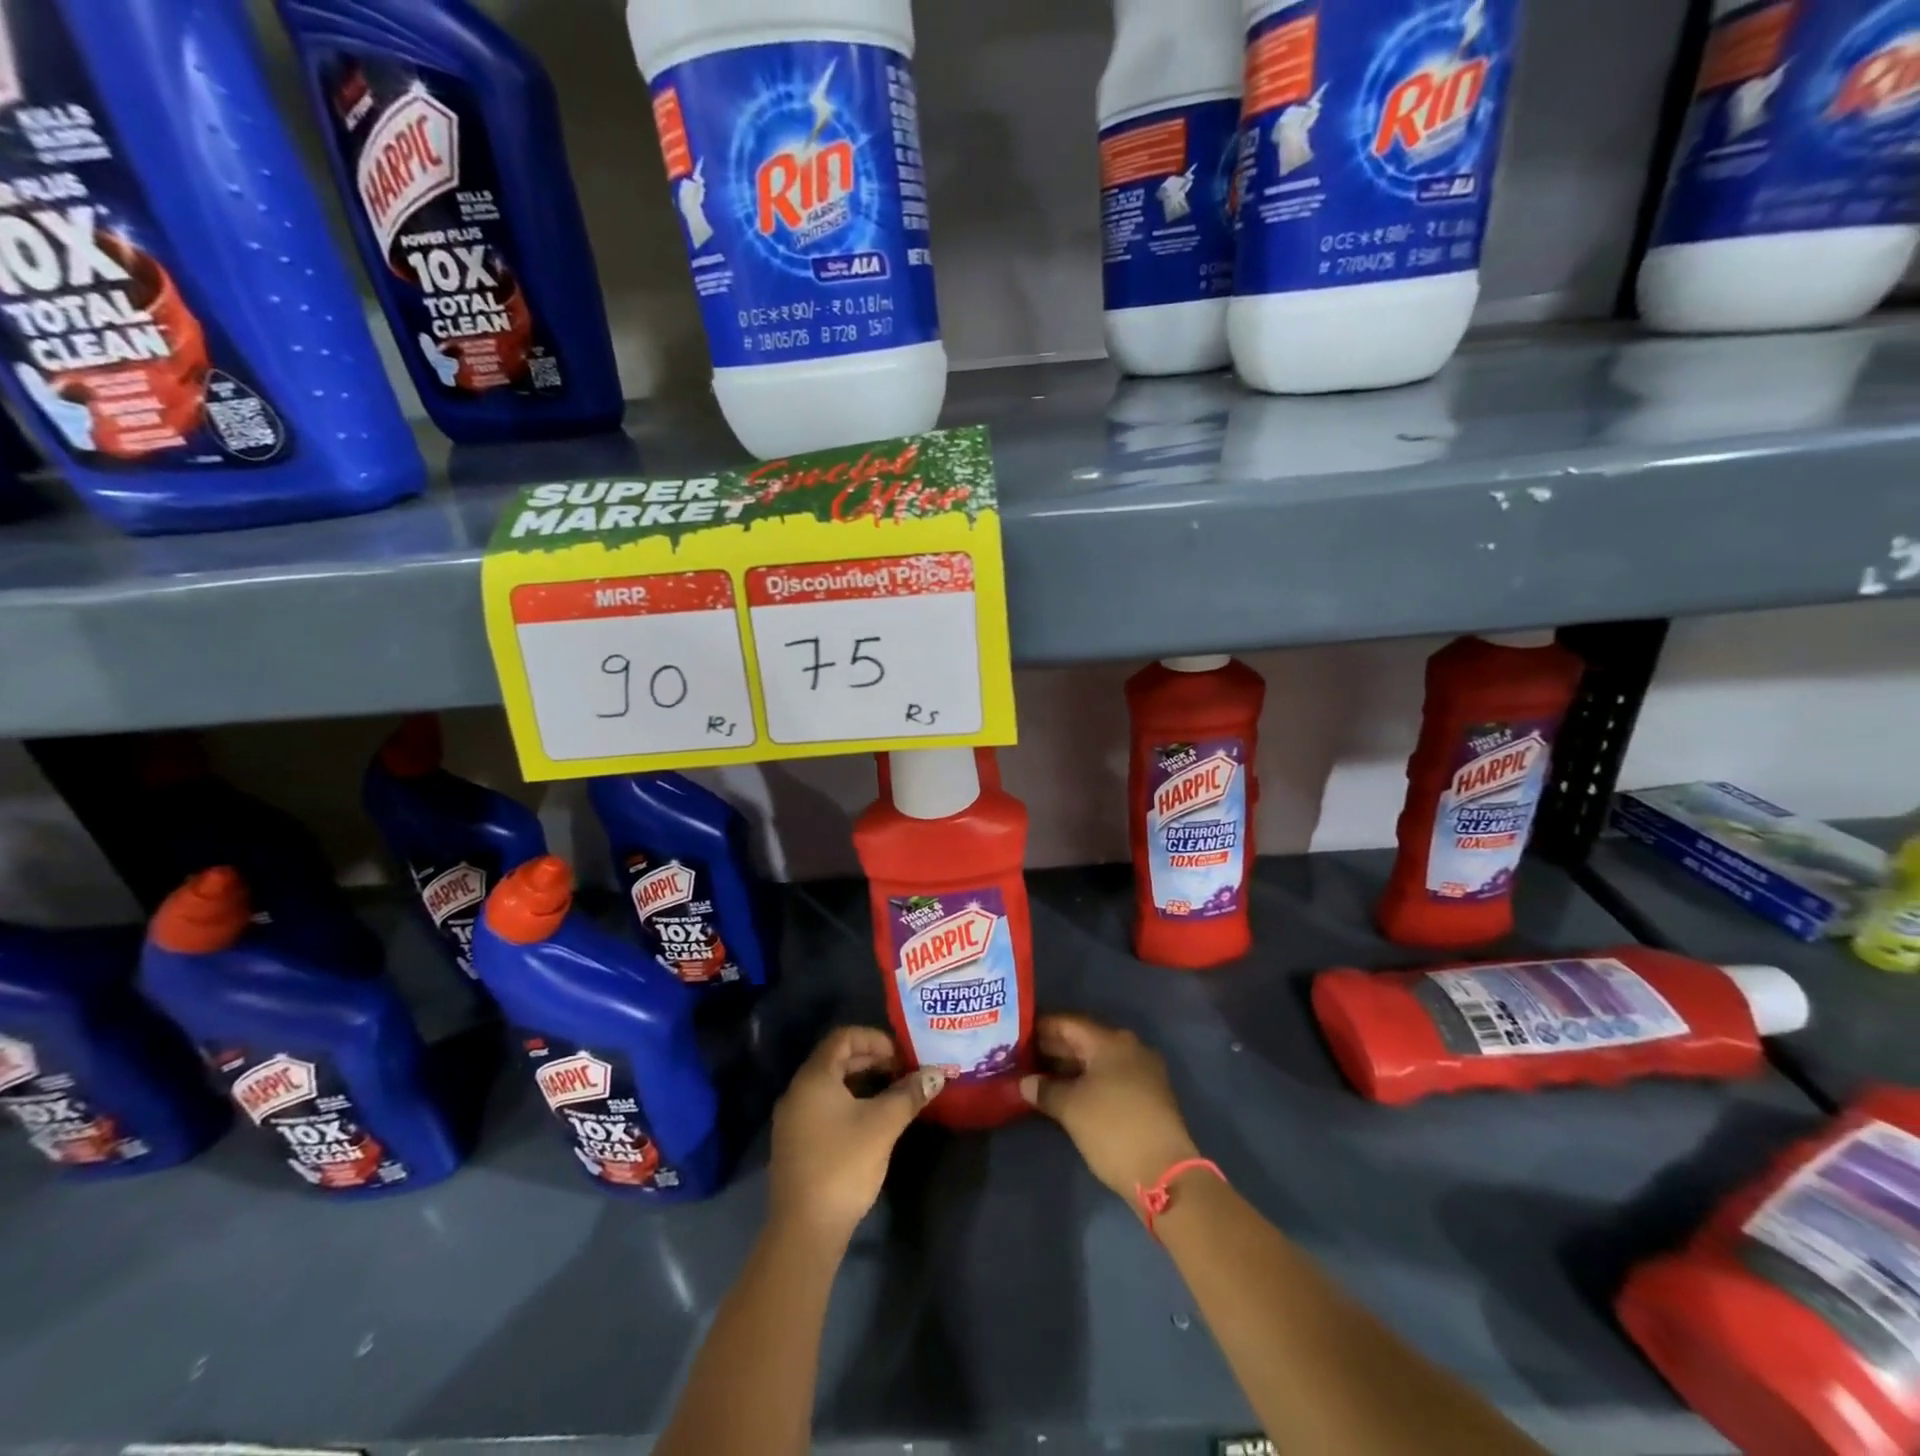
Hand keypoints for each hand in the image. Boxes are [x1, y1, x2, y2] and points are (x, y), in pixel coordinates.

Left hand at [769, 1027, 944, 1246]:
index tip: (901, 1055)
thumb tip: (937, 1073)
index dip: (874, 1039)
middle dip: (872, 1060)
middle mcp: (798, 1091)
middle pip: (836, 1059)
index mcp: (814, 1077)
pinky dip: (849, 1102)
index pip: (843, 1037)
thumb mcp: (883, 1124)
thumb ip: (909, 1094)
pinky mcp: (796, 1143)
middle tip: (903, 1072)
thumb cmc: (843, 1165)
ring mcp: (793, 1119)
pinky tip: (871, 1121)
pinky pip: (824, 1106)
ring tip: (893, 1095)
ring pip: (831, 1085)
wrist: (804, 1230)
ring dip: (862, 1082)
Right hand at [1020, 1014, 1199, 1208]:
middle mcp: (1128, 1047)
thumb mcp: (1071, 1108)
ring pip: (1097, 1060)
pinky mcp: (1148, 1094)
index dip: (1040, 1028)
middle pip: (1083, 1040)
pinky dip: (1088, 1081)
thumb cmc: (1113, 1129)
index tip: (1016, 1036)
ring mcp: (1142, 1071)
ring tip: (1039, 1078)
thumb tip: (1025, 1082)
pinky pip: (1110, 1076)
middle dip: (1053, 1049)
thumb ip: (1045, 1090)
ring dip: (1070, 1068)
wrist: (1165, 1173)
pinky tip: (1068, 1094)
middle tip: (1023, 1059)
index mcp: (1110, 1041)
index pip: (1067, 1023)